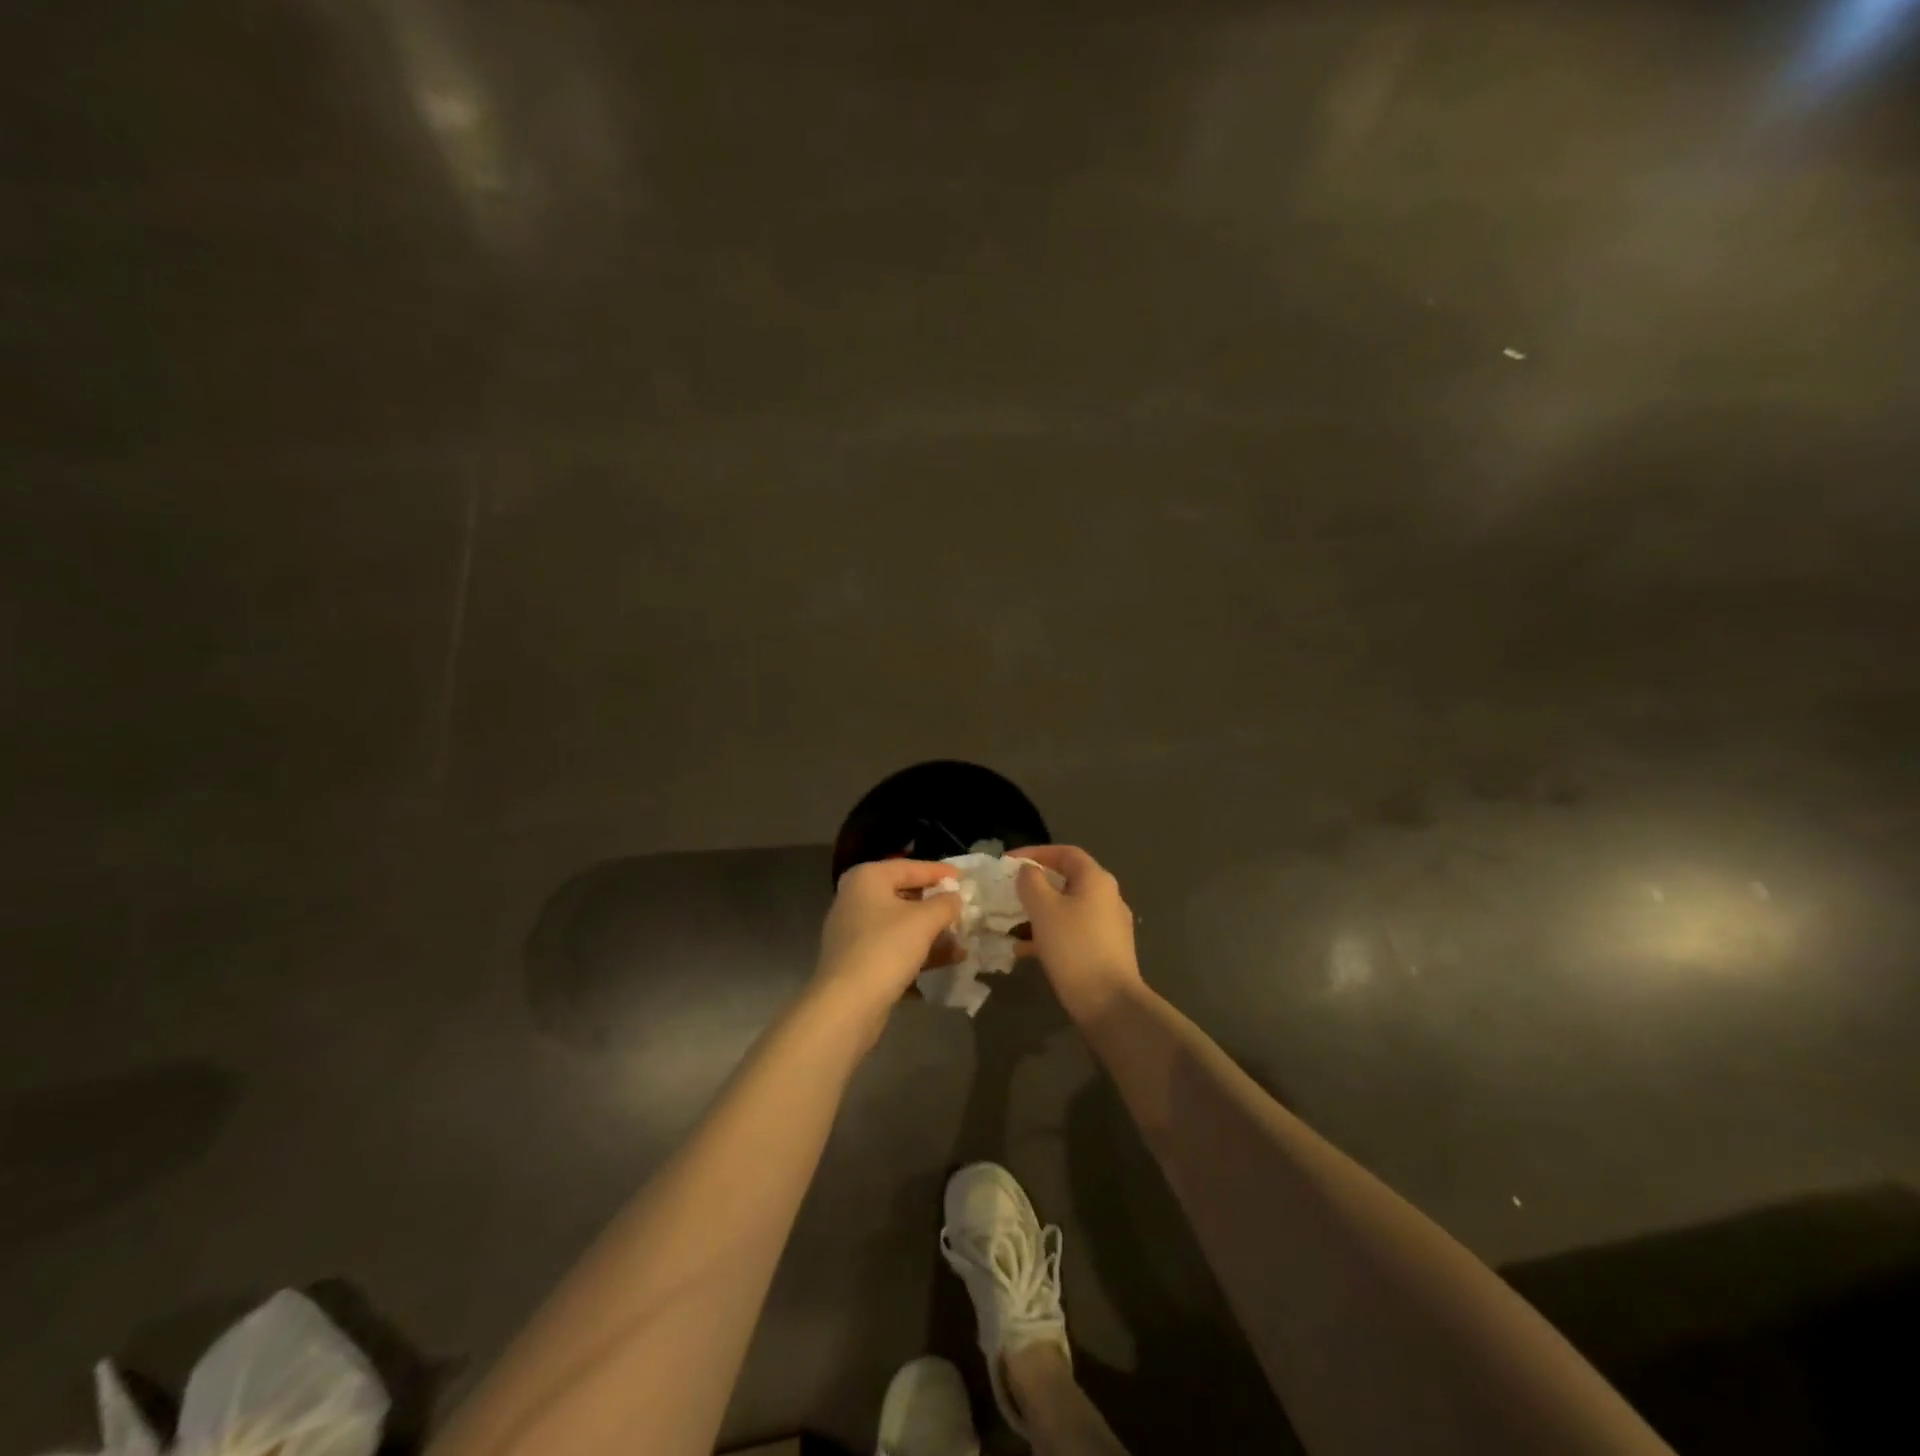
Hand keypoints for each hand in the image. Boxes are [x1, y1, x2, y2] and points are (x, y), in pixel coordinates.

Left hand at [813, 859, 961, 1034]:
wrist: (847, 1004)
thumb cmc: (886, 948)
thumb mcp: (925, 920)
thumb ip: (945, 903)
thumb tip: (955, 898)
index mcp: (867, 878)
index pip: (910, 867)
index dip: (940, 872)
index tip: (965, 880)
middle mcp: (856, 898)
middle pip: (905, 895)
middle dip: (937, 906)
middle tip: (964, 910)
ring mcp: (854, 931)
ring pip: (901, 925)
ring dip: (932, 933)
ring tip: (963, 941)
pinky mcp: (857, 960)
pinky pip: (894, 947)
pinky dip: (918, 951)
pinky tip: (947, 962)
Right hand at [1013, 845, 1144, 1019]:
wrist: (1110, 1003)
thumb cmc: (1074, 947)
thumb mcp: (1044, 909)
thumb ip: (1032, 882)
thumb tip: (1029, 871)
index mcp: (1096, 880)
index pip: (1065, 853)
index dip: (1035, 852)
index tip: (1008, 863)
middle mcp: (1107, 897)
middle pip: (1067, 880)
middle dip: (1035, 885)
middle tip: (1009, 893)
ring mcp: (1109, 925)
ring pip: (1068, 908)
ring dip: (1039, 912)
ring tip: (1011, 923)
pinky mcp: (1106, 950)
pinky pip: (1073, 931)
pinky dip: (1050, 933)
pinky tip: (1026, 951)